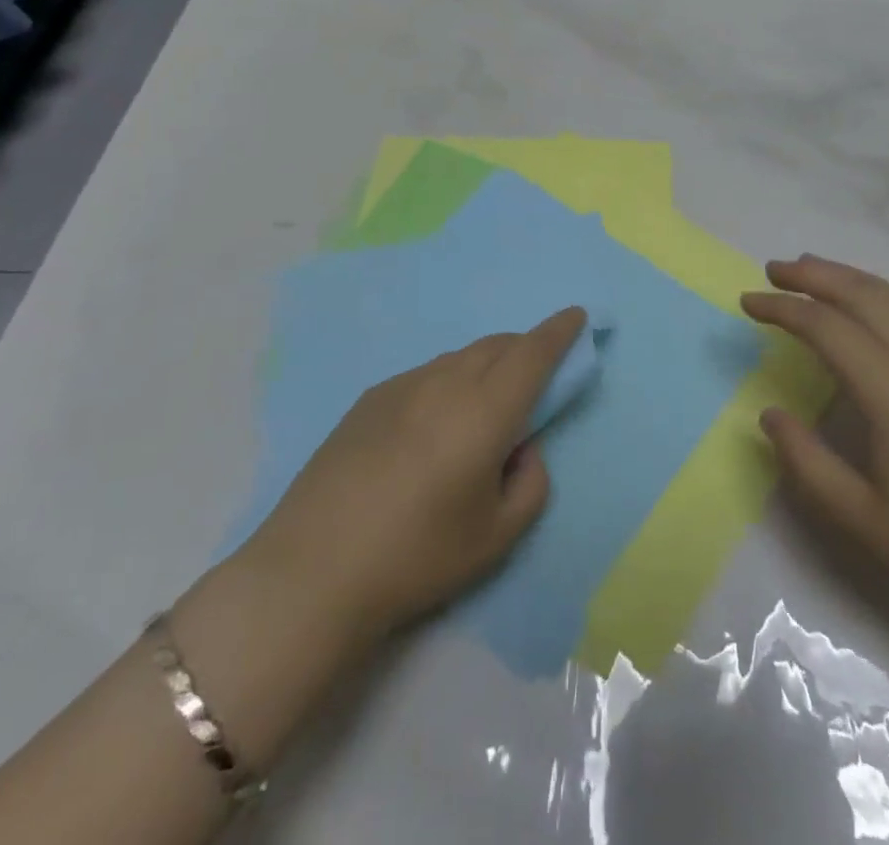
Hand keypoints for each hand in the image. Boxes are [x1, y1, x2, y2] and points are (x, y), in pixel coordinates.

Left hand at [236, 307, 584, 647]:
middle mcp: (445, 383)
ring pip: (459, 357)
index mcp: (484, 411)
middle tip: (534, 376)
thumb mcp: (497, 537)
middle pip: (497, 346)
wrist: (311, 573)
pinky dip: (449, 381)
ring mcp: (402, 386)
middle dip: (525, 348)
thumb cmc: (417, 557)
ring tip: (483, 405)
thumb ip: (530, 483)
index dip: (559, 331)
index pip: (533, 353)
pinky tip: (434, 424)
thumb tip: (521, 447)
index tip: (576, 316)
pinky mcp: (369, 399)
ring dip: (485, 365)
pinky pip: (426, 374)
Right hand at [743, 257, 888, 650]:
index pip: (828, 327)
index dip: (782, 308)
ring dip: (849, 278)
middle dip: (815, 274)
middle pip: (865, 294)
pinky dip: (876, 298)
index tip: (747, 303)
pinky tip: (863, 318)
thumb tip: (770, 414)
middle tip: (773, 270)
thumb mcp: (864, 520)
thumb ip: (808, 463)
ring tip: (812, 274)